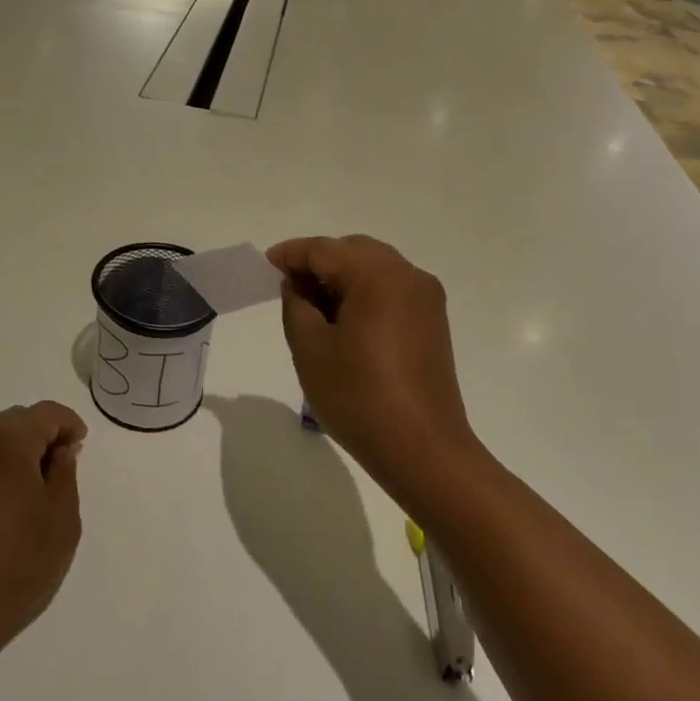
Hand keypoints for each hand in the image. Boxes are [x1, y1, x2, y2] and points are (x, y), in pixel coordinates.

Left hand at [0, 402, 85, 654]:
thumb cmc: (18, 561)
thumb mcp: (61, 517)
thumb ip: (65, 473)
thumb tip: (60, 451)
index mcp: (10, 443)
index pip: (46, 413)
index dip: (69, 424)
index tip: (81, 448)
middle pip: (19, 419)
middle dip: (44, 432)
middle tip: (64, 463)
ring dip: (22, 448)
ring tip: (41, 483)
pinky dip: (3, 464)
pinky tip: (15, 499)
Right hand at [265, 235, 479, 502]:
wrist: (423, 451)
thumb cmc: (359, 397)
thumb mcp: (310, 347)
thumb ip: (296, 303)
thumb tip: (299, 283)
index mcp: (379, 275)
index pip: (324, 249)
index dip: (291, 254)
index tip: (266, 264)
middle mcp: (408, 275)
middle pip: (353, 251)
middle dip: (318, 263)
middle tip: (288, 287)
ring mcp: (426, 298)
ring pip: (374, 268)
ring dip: (342, 277)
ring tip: (313, 307)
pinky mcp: (433, 321)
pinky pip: (391, 290)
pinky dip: (364, 293)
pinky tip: (344, 321)